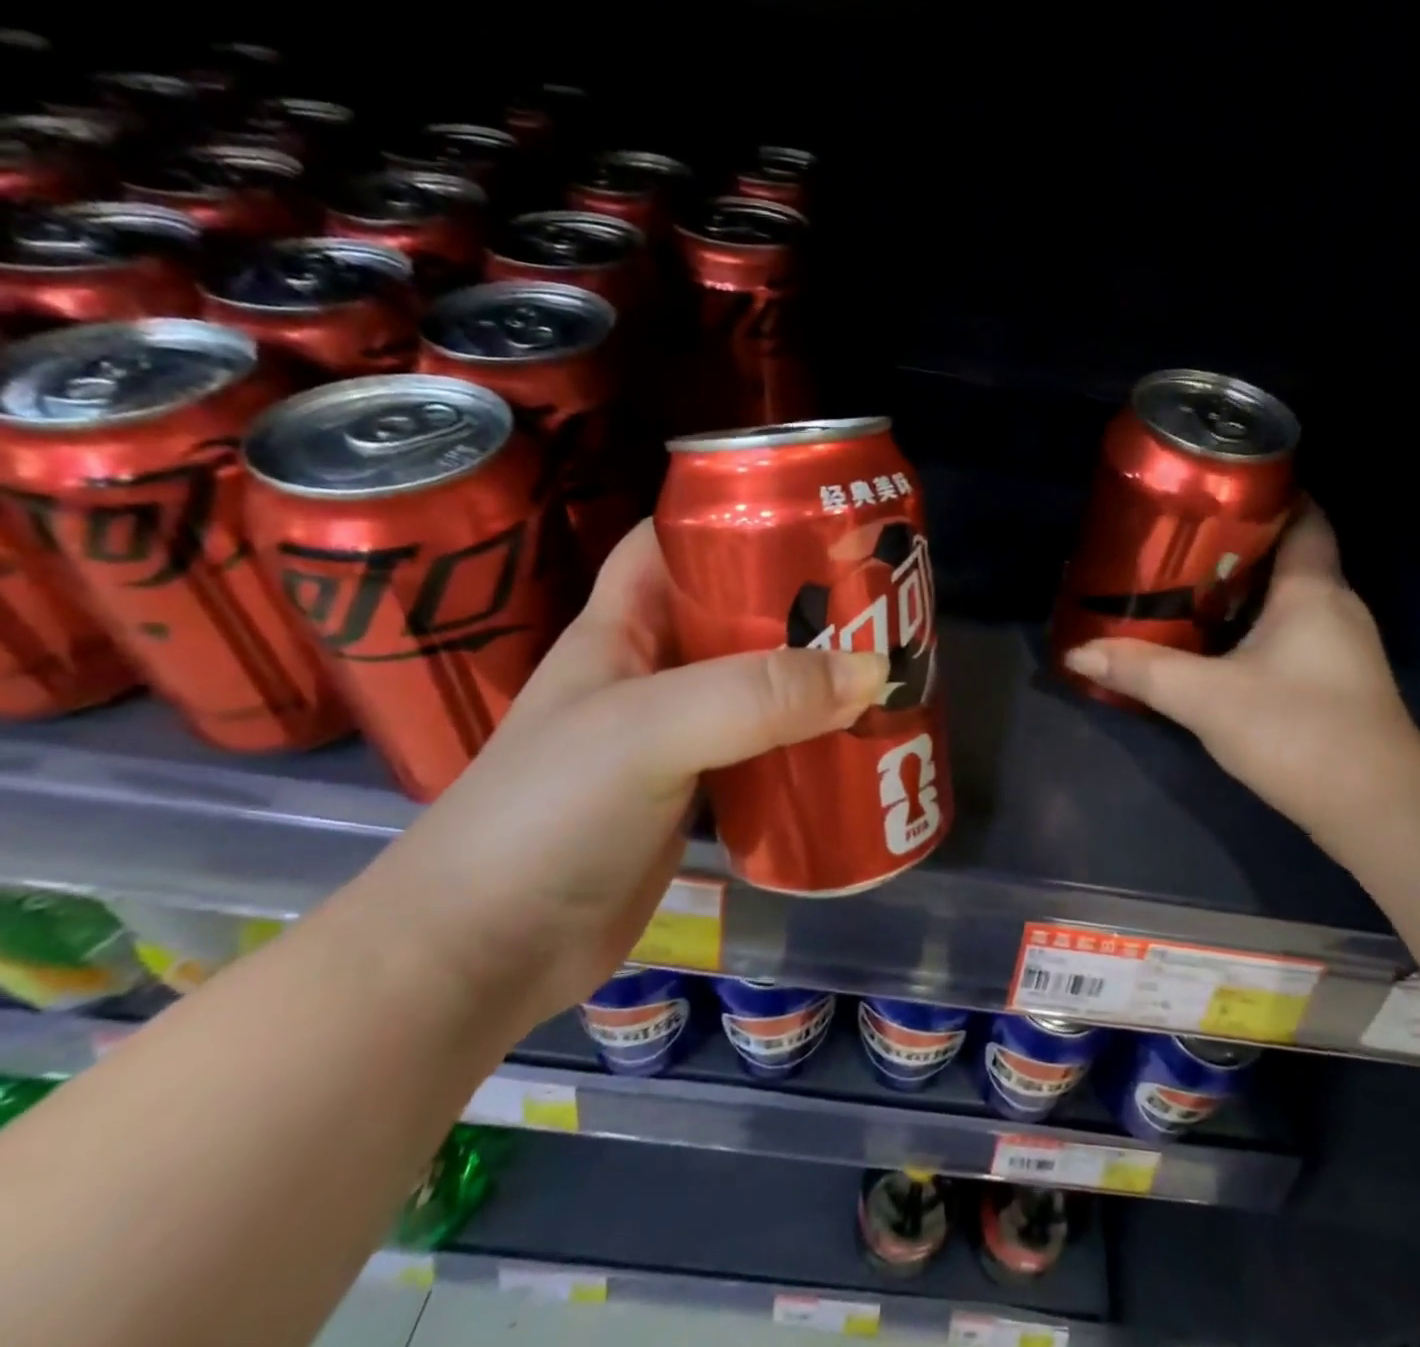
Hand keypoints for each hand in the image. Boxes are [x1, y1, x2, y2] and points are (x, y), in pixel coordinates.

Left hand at [373, 520, 888, 1028]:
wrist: (484, 954)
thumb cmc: (548, 815)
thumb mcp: (650, 732)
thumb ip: (759, 696)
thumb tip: (875, 669)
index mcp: (622, 627)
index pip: (674, 541)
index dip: (734, 513)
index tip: (814, 511)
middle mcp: (651, 672)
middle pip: (735, 612)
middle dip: (802, 599)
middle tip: (880, 597)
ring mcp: (675, 737)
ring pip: (757, 685)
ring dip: (815, 675)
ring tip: (888, 664)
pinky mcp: (696, 795)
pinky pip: (764, 750)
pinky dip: (808, 741)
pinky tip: (857, 742)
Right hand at [1062, 504, 1419, 829]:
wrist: (1376, 809)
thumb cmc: (1298, 731)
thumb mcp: (1207, 698)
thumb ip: (1142, 671)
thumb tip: (1078, 650)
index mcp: (1313, 590)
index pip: (1305, 516)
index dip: (1269, 493)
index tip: (1215, 489)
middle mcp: (1335, 607)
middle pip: (1289, 555)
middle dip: (1237, 543)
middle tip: (1178, 540)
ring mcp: (1341, 646)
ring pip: (1288, 597)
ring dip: (1243, 587)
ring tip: (1184, 584)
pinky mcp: (1336, 681)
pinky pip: (1290, 631)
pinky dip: (1254, 624)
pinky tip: (1215, 642)